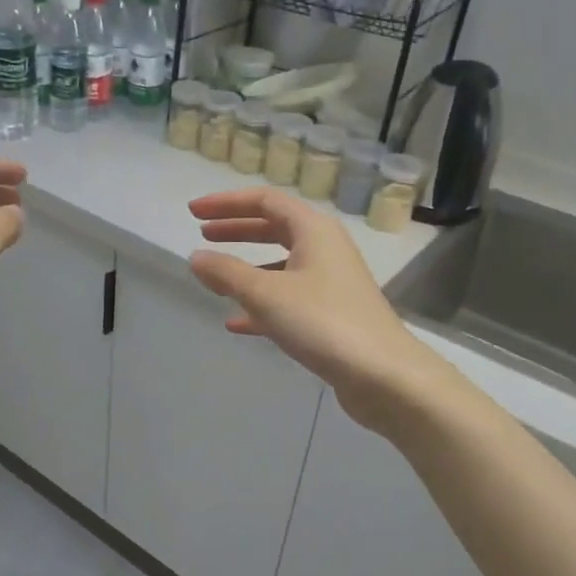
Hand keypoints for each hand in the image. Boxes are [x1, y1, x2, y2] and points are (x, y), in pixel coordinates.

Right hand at [188, 187, 441, 430]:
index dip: (226, 203)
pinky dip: (260, 304)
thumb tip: (195, 257)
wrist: (382, 374)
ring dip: (247, 267)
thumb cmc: (323, 322)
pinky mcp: (330, 314)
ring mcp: (330, 282)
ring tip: (214, 278)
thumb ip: (226, 273)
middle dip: (236, 230)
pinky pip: (287, 298)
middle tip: (203, 235)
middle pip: (274, 228)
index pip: (265, 200)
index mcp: (313, 230)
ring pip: (280, 265)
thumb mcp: (266, 294)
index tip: (193, 212)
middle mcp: (325, 248)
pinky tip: (235, 323)